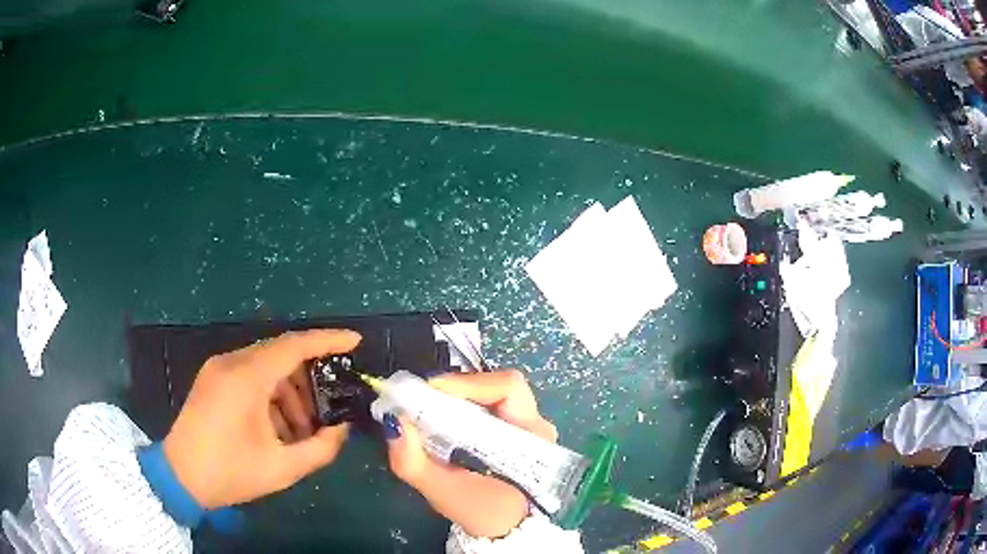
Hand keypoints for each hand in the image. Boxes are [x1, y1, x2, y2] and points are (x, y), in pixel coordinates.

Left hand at [162, 329, 360, 508]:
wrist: (180, 476)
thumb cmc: (231, 471)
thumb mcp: (282, 467)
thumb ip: (321, 448)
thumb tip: (342, 429)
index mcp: (247, 377)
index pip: (294, 345)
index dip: (327, 340)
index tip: (355, 342)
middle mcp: (231, 362)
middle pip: (281, 354)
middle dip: (310, 377)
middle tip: (331, 404)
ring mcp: (218, 369)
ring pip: (266, 366)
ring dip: (290, 391)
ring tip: (303, 429)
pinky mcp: (212, 380)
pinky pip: (250, 376)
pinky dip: (271, 394)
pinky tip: (278, 426)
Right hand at [385, 370, 556, 537]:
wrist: (505, 529)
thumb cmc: (483, 512)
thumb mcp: (444, 493)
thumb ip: (413, 462)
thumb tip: (393, 422)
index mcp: (532, 435)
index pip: (507, 387)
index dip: (466, 384)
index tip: (428, 392)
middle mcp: (535, 423)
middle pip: (497, 385)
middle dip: (456, 389)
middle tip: (421, 400)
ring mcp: (527, 424)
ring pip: (490, 393)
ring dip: (456, 397)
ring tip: (427, 409)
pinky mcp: (515, 428)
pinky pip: (487, 405)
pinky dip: (460, 407)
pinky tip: (440, 420)